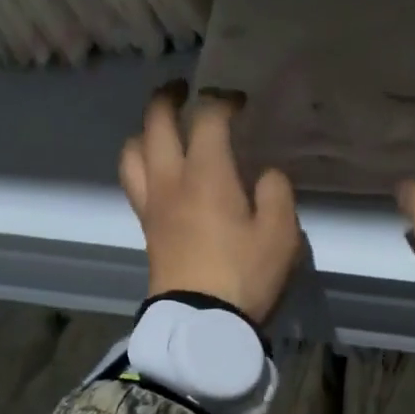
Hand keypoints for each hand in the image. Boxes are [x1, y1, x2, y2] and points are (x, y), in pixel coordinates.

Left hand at [119, 81, 300, 324]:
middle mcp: (171, 179)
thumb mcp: (281, 233)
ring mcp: (152, 204)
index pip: (207, 118)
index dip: (222, 100)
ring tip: (162, 129)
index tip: (239, 102)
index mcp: (206, 174)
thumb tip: (263, 175)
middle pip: (155, 122)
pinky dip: (141, 161)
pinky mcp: (146, 228)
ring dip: (145, 130)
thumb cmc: (244, 275)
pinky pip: (133, 180)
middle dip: (169, 98)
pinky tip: (159, 170)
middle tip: (185, 90)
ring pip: (132, 150)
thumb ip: (276, 193)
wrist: (201, 323)